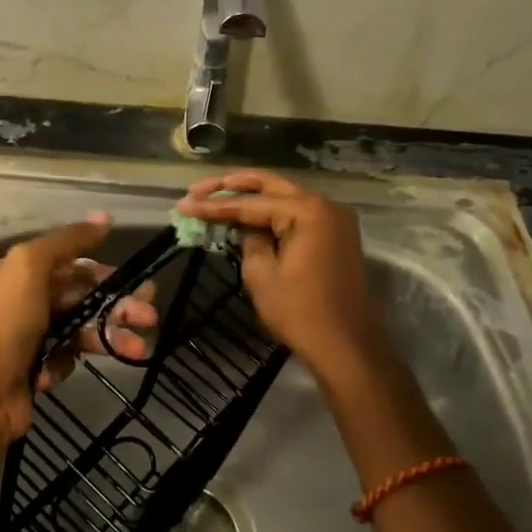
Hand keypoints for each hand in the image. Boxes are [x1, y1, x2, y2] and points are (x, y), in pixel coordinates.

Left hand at [0, 214, 157, 440]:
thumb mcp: (31, 266)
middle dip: (117, 305)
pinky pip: (66, 357)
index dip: (105, 271)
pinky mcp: (36, 367)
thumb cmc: (6, 323)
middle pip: (82, 295)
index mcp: (19, 270)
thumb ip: (68, 240)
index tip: (138, 282)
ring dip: (109, 335)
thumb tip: (105, 217)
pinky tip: (54, 372)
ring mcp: (31, 334)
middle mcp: (24, 298)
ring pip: (81, 327)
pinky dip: (67, 362)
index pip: (72, 263)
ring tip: (136, 349)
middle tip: (148, 316)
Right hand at [176, 170, 388, 381]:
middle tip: (199, 189)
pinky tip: (248, 213)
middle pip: (270, 185)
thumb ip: (249, 239)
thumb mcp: (262, 274)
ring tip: (216, 195)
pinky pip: (298, 212)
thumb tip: (246, 226)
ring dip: (252, 195)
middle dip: (232, 186)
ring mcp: (334, 218)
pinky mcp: (336, 234)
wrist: (347, 346)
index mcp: (307, 211)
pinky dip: (272, 210)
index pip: (250, 202)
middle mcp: (324, 204)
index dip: (214, 205)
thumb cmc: (300, 312)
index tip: (184, 204)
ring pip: (285, 195)